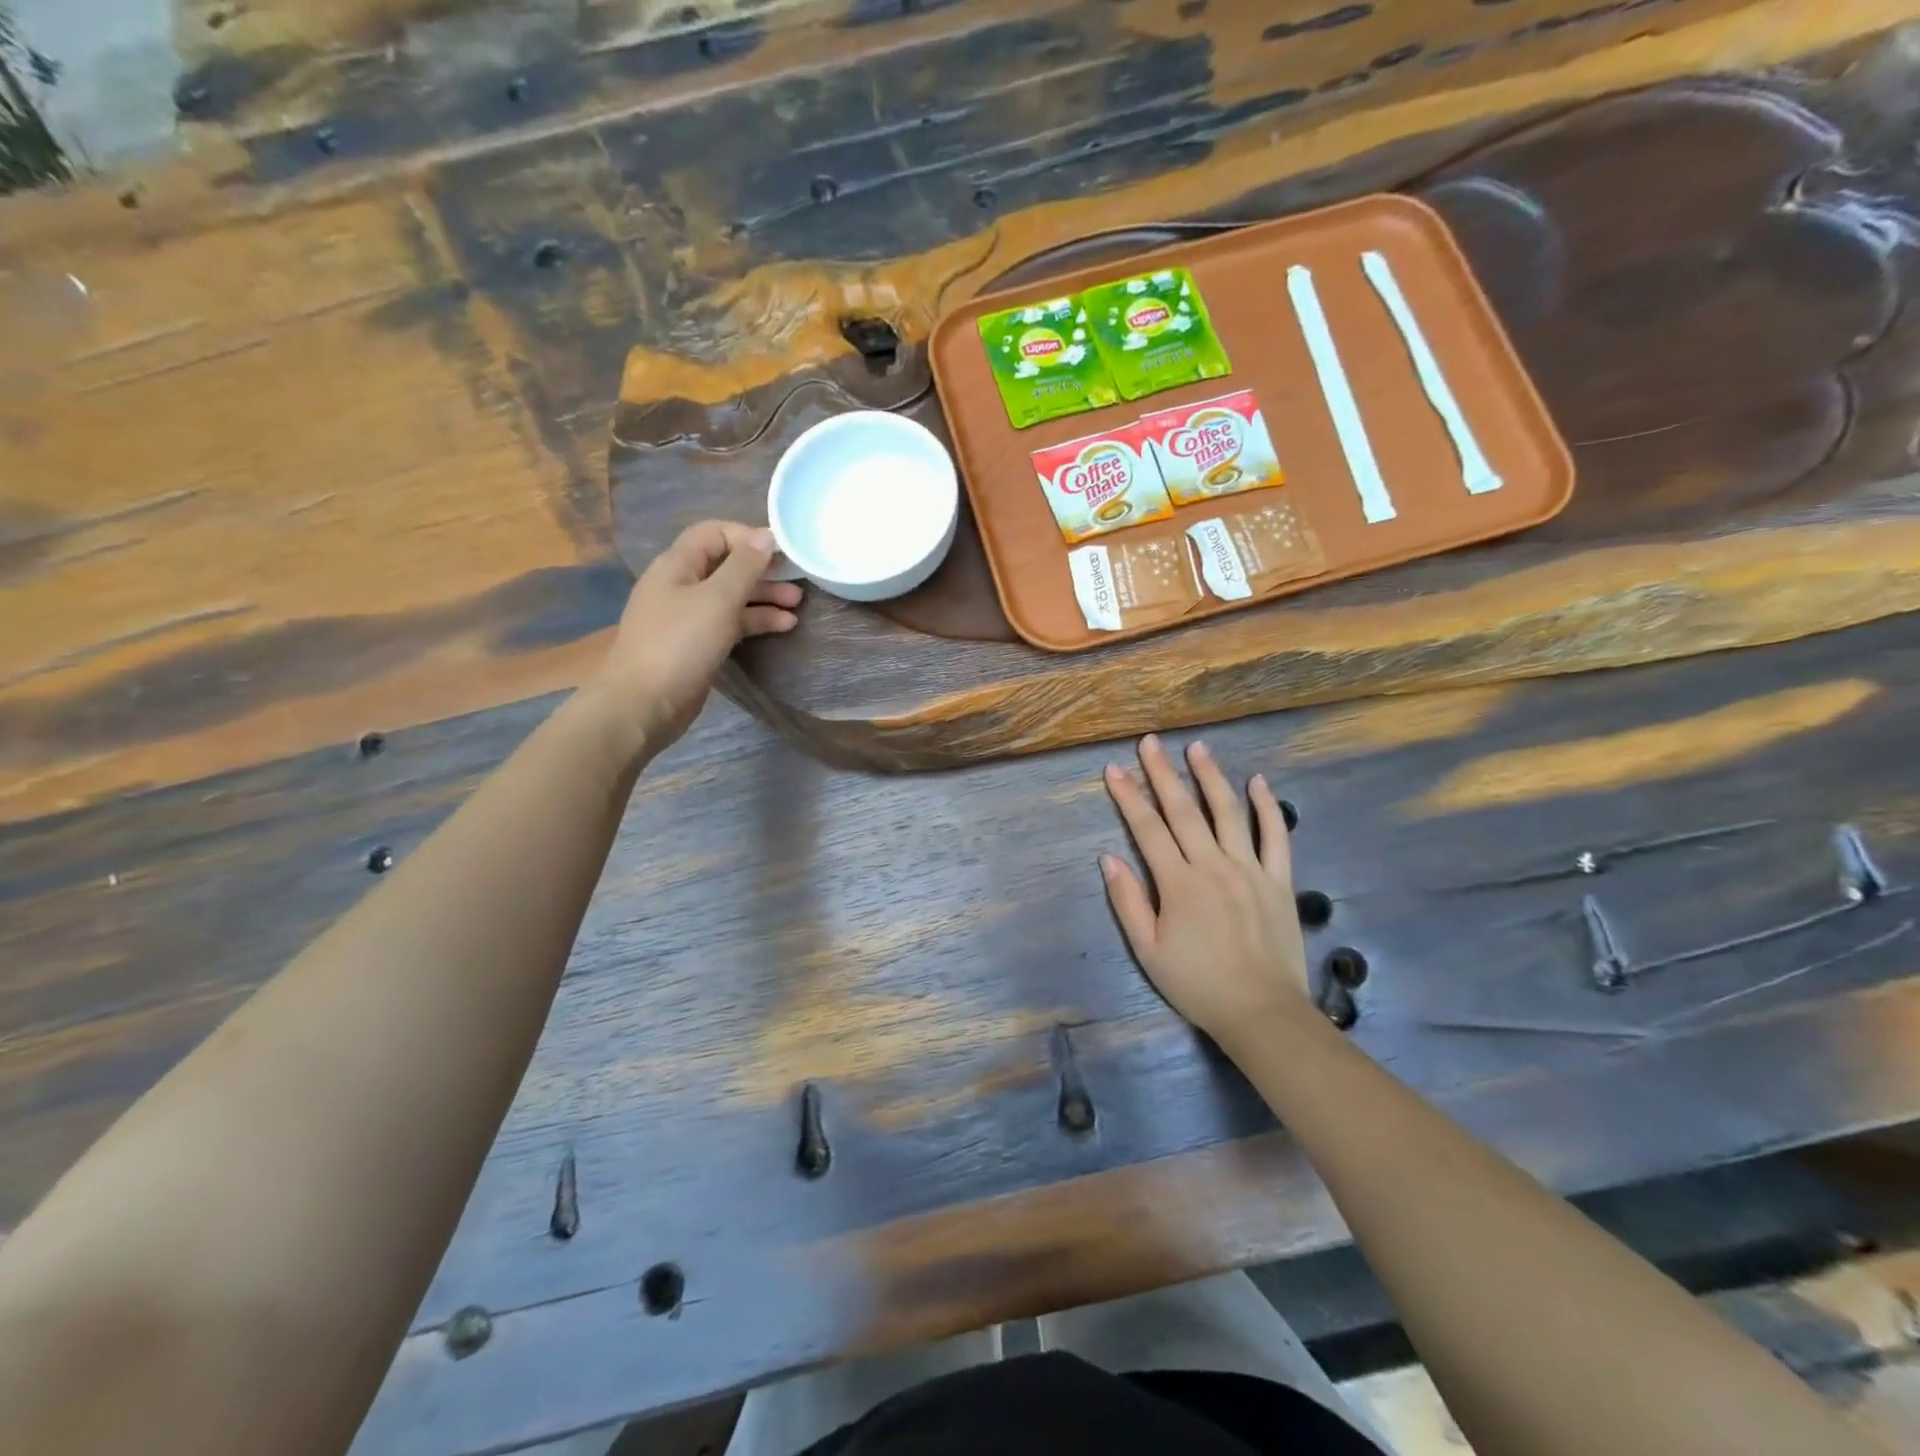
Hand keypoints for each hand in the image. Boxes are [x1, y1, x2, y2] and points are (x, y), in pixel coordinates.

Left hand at [595, 520, 801, 749]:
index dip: (748, 537)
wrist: (644, 703)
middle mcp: (680, 585)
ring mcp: (687, 617)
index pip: (714, 533)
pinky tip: (782, 627)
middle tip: (797, 581)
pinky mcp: (696, 645)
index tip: (781, 554)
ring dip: (764, 598)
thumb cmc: (680, 644)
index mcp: (677, 565)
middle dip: (762, 571)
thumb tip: (766, 535)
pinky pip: (730, 623)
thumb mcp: (718, 599)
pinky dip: (755, 622)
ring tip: (797, 606)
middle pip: (726, 566)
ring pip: (731, 597)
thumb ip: (744, 566)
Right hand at [1101, 735, 1311, 1045]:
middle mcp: (1213, 866)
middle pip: (1184, 810)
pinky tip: (1258, 781)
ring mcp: (1250, 869)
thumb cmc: (1197, 984)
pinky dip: (1268, 807)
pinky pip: (1276, 836)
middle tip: (1150, 742)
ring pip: (1228, 812)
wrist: (1261, 1012)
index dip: (1128, 796)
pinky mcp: (1279, 880)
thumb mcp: (1147, 950)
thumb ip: (1128, 901)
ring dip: (1211, 776)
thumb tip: (1109, 858)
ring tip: (1197, 747)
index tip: (1114, 769)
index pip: (1147, 829)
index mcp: (1178, 883)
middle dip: (1163, 773)